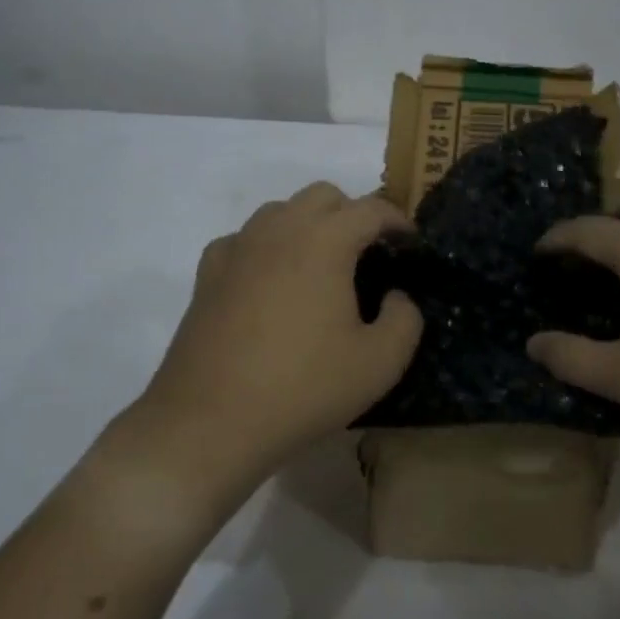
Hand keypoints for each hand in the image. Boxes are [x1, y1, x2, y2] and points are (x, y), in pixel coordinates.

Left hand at [139, 183, 422, 481]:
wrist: (209, 422)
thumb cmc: (303, 388)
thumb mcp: (379, 363)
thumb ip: (405, 319)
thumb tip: (396, 296)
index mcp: (325, 241)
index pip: (371, 209)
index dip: (398, 220)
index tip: (411, 242)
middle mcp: (279, 229)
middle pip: (323, 196)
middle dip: (353, 213)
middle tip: (369, 253)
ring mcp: (238, 248)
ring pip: (281, 210)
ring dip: (309, 224)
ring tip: (322, 265)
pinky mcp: (208, 274)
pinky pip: (245, 239)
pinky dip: (267, 246)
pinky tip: (271, 281)